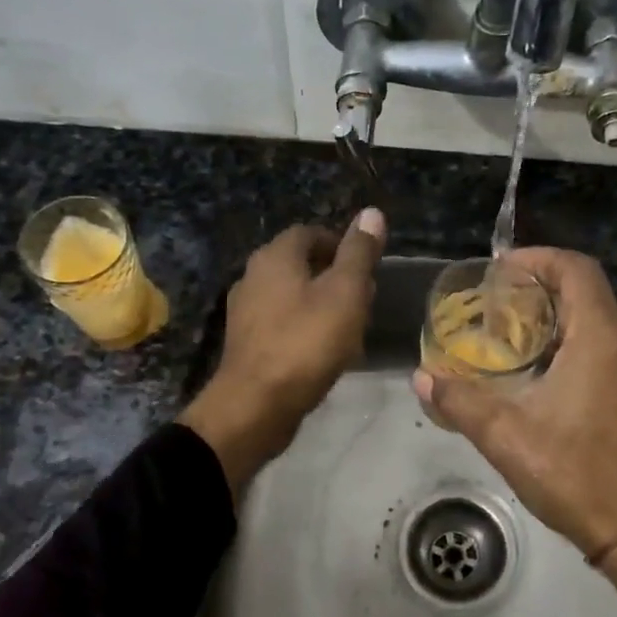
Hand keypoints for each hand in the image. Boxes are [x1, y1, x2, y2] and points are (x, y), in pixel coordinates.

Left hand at [182, 209, 385, 494]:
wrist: (256, 405)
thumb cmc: (306, 342)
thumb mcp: (346, 292)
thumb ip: (359, 253)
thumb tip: (371, 212)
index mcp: (275, 256)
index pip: (310, 233)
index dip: (341, 244)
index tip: (366, 268)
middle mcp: (253, 276)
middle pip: (300, 264)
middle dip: (334, 276)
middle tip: (363, 299)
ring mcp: (245, 311)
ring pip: (291, 296)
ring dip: (321, 305)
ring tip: (350, 328)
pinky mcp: (246, 343)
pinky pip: (281, 324)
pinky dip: (304, 329)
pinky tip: (324, 352)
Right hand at [414, 247, 616, 616]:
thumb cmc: (577, 475)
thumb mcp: (507, 437)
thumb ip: (461, 401)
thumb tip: (422, 379)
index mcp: (604, 337)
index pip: (575, 268)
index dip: (538, 258)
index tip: (503, 269)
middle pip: (590, 296)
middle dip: (544, 296)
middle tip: (502, 312)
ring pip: (606, 328)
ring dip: (565, 328)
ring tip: (523, 350)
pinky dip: (588, 353)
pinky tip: (560, 386)